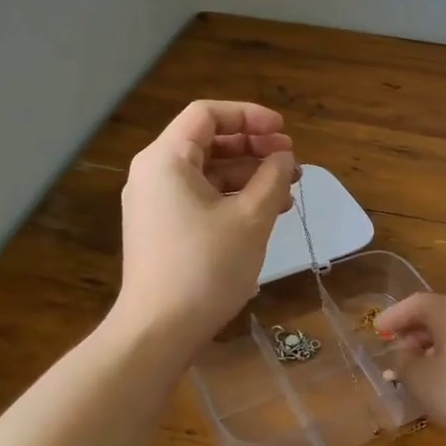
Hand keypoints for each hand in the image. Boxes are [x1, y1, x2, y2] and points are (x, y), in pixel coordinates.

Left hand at [112, 100, 295, 353]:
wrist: (159, 331)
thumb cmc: (206, 267)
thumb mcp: (250, 219)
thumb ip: (272, 178)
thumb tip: (283, 158)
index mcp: (166, 159)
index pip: (208, 114)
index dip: (249, 116)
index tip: (283, 132)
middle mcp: (154, 173)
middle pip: (208, 141)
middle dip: (253, 146)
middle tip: (291, 160)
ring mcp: (156, 203)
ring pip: (207, 172)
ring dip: (249, 174)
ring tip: (288, 190)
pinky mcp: (162, 228)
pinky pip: (200, 197)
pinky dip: (232, 197)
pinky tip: (266, 212)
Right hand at [371, 293, 445, 445]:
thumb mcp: (422, 382)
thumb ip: (404, 364)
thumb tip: (404, 355)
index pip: (415, 303)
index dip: (394, 316)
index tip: (378, 330)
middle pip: (441, 314)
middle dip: (417, 332)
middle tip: (400, 351)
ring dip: (441, 345)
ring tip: (428, 368)